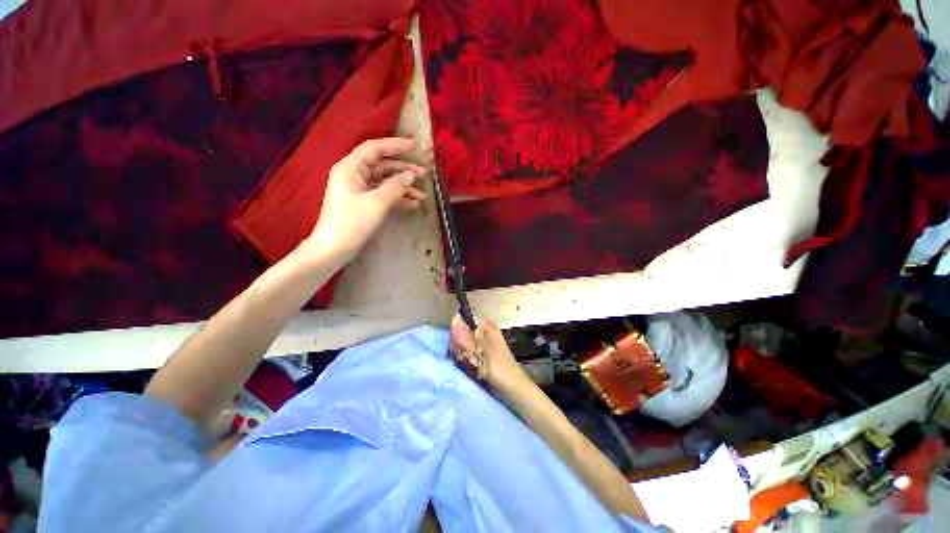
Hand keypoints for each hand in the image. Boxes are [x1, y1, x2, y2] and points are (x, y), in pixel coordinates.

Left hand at [308, 137, 426, 258]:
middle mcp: (354, 175)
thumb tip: (410, 175)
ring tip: (422, 194)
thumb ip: (395, 186)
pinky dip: (398, 198)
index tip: (416, 145)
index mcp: (350, 168)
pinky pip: (383, 195)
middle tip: (424, 173)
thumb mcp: (376, 203)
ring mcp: (359, 190)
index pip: (375, 149)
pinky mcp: (364, 203)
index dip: (396, 145)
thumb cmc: (351, 223)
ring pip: (385, 182)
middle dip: (404, 169)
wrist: (334, 249)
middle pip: (382, 165)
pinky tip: (413, 203)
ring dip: (404, 187)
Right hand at [449, 314, 526, 388]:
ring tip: (467, 364)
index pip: (466, 321)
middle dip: (460, 345)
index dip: (458, 331)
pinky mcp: (484, 355)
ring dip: (463, 354)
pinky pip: (470, 353)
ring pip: (466, 344)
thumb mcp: (478, 350)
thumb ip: (465, 335)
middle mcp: (486, 333)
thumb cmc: (497, 367)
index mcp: (487, 327)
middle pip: (465, 333)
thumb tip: (454, 317)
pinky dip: (468, 360)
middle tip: (462, 357)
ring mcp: (485, 344)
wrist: (512, 387)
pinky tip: (469, 368)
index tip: (455, 344)